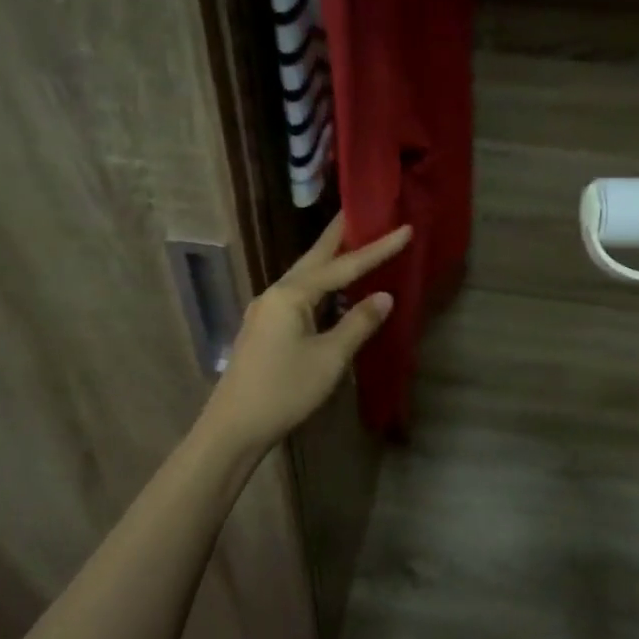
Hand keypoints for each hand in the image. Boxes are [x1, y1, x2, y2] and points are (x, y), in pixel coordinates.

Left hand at [202, 215, 411, 451]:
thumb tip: (384, 296)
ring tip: (353, 244)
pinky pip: (299, 295)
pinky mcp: (264, 328)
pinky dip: (320, 286)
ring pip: (304, 276)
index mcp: (291, 295)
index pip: (343, 266)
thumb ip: (358, 324)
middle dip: (340, 236)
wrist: (233, 427)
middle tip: (362, 211)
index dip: (377, 248)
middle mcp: (275, 293)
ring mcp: (266, 311)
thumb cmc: (285, 391)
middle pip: (314, 258)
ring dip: (330, 260)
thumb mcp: (329, 359)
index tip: (405, 228)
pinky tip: (332, 292)